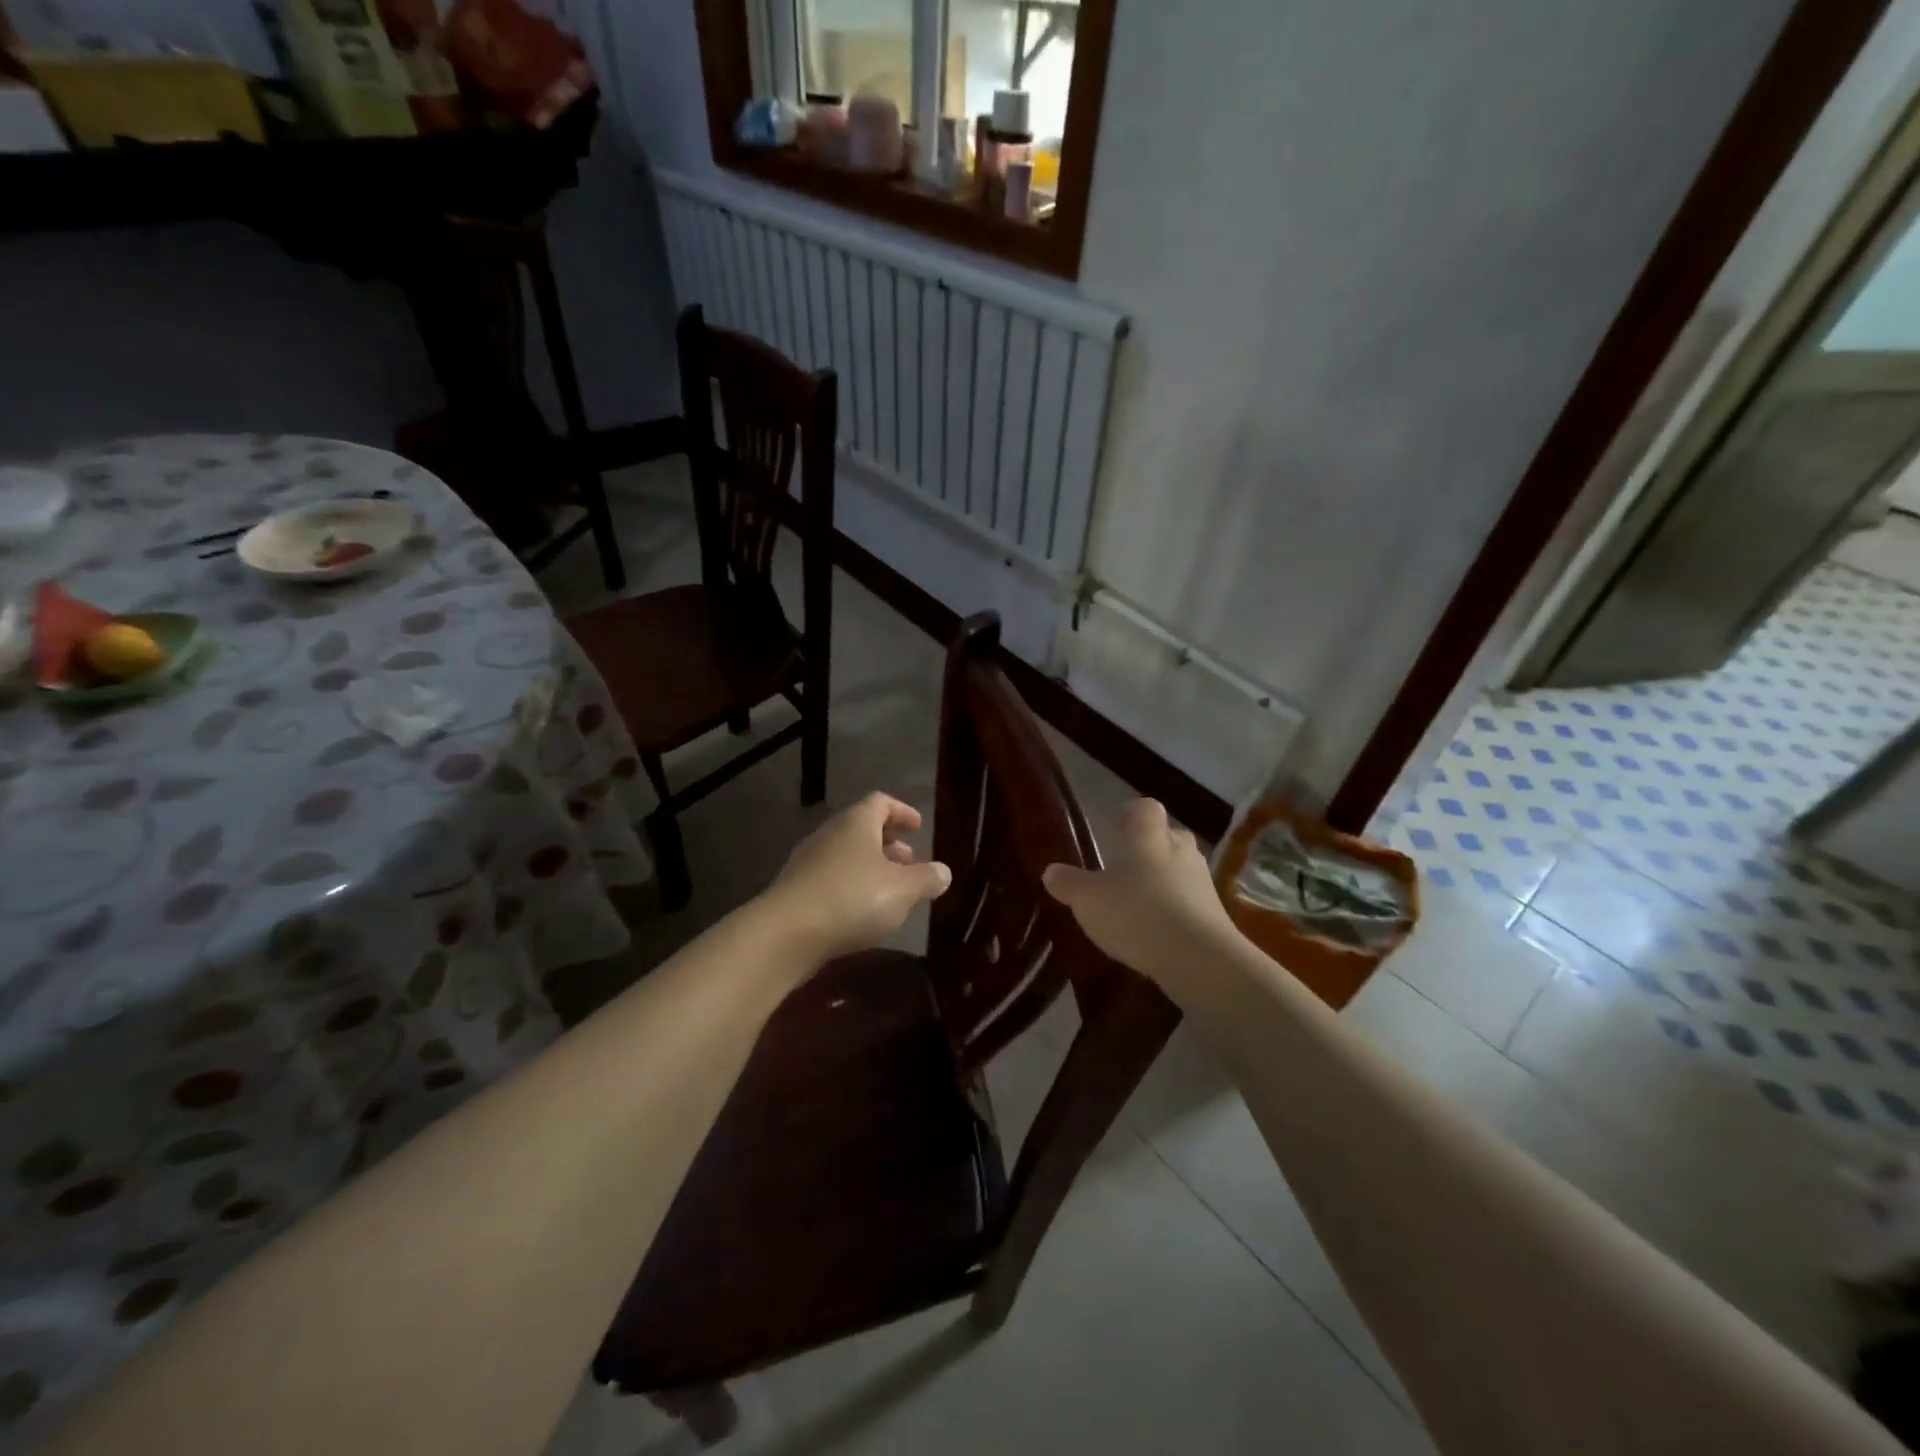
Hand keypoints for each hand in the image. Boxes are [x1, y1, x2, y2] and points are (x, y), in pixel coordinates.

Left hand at [761, 792, 951, 964]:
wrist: (786, 934)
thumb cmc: (852, 899)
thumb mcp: (902, 890)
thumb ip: (926, 878)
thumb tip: (943, 871)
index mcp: (856, 822)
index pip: (881, 802)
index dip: (902, 811)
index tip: (918, 826)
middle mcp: (830, 833)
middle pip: (862, 828)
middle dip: (888, 842)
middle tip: (909, 861)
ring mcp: (808, 861)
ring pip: (846, 854)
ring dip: (870, 866)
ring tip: (890, 890)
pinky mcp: (796, 889)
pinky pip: (831, 878)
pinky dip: (851, 885)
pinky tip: (862, 911)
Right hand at [1042, 798, 1242, 990]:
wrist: (1197, 958)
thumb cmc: (1136, 913)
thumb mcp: (1088, 900)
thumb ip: (1069, 883)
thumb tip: (1051, 871)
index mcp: (1148, 835)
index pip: (1144, 808)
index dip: (1130, 815)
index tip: (1116, 829)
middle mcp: (1180, 848)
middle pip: (1166, 837)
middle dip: (1148, 850)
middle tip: (1124, 869)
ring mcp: (1202, 880)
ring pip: (1180, 870)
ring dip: (1162, 882)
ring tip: (1138, 905)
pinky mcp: (1216, 913)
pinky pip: (1190, 902)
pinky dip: (1175, 910)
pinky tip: (1157, 933)